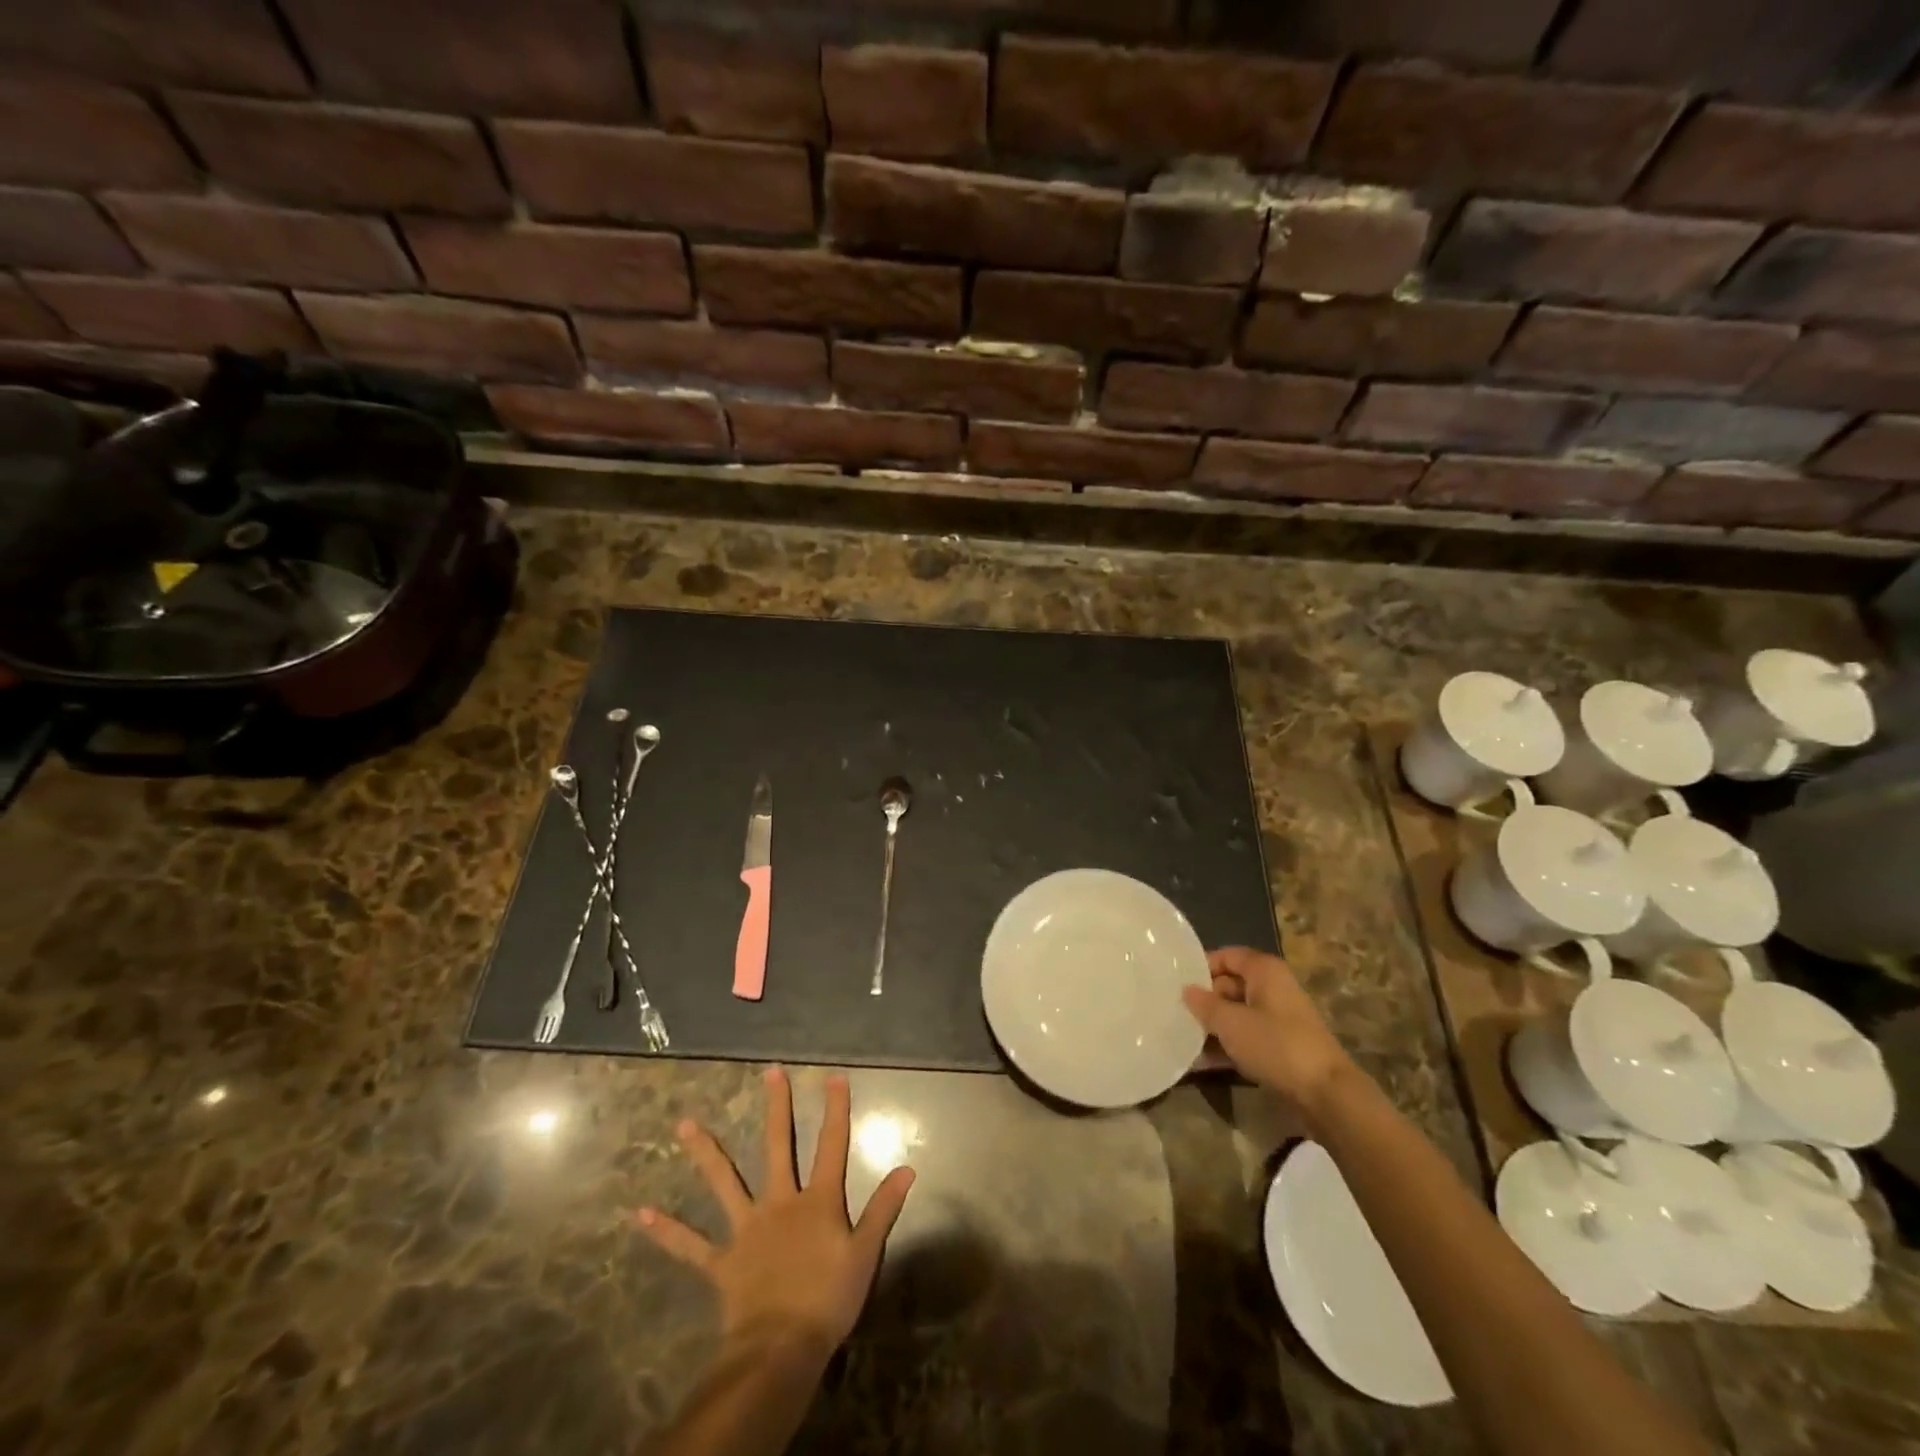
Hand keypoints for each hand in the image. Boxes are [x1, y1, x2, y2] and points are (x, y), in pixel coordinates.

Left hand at [638, 1067, 915, 1356]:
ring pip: (724, 1183)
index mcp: (816, 1201)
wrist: (781, 1348)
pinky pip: (691, 1246)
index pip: (832, 1146)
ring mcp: (747, 1229)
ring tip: (685, 1124)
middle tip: (770, 1073)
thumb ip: (884, 1208)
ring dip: (705, 1153)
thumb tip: (907, 1167)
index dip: (835, 1110)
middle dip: (776, 1108)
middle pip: (777, 1147)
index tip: (834, 1076)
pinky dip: (667, 1231)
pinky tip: (640, 1215)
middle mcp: (779, 1202)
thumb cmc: (828, 1300)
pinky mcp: (723, 1260)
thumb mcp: (866, 1253)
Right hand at [1183, 947, 1357, 1118]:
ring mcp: (1279, 1019)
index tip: (1176, 982)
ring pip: (1237, 1014)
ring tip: (1182, 1038)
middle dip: (1204, 1000)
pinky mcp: (1281, 1047)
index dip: (1202, 966)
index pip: (1227, 956)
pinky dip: (1226, 1046)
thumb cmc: (1275, 1045)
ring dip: (1212, 1027)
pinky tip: (1200, 1062)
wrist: (1326, 1094)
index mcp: (1265, 971)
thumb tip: (1187, 990)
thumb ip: (1204, 1004)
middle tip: (1174, 1012)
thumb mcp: (1231, 1023)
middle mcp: (1273, 989)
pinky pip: (1246, 1038)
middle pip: (1230, 985)